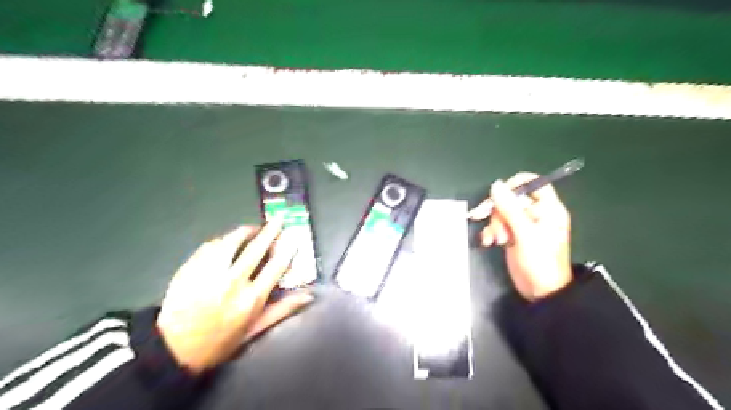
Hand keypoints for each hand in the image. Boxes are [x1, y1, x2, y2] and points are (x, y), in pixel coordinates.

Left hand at [155, 220, 311, 372]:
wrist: (173, 349)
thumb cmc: (220, 341)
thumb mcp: (255, 329)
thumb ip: (283, 310)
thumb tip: (308, 296)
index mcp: (251, 299)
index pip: (275, 267)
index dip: (287, 250)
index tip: (293, 237)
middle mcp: (232, 283)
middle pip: (255, 249)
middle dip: (270, 231)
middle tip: (278, 219)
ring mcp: (209, 274)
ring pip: (230, 242)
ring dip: (244, 232)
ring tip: (251, 229)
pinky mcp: (190, 269)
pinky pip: (209, 247)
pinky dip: (221, 241)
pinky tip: (225, 242)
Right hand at [472, 173, 572, 300]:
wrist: (540, 291)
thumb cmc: (540, 262)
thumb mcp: (525, 234)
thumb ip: (509, 209)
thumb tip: (495, 185)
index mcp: (548, 208)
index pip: (534, 183)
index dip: (516, 185)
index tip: (499, 195)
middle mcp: (536, 213)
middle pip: (512, 199)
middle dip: (499, 212)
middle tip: (496, 227)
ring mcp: (523, 224)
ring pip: (502, 212)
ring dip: (494, 224)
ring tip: (495, 239)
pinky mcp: (513, 234)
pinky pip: (498, 225)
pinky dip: (491, 232)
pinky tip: (488, 242)